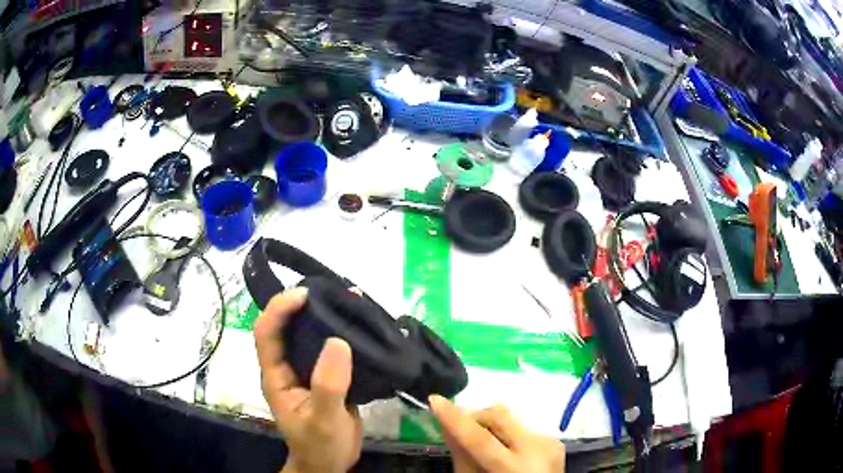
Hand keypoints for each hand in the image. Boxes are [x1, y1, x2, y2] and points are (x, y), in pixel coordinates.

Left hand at [254, 287, 362, 472]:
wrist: (331, 464)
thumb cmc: (321, 445)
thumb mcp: (323, 419)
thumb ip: (328, 384)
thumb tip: (338, 340)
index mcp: (276, 375)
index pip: (267, 332)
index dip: (279, 309)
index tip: (305, 294)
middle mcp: (287, 367)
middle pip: (287, 326)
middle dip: (304, 304)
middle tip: (334, 291)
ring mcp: (306, 371)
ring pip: (309, 335)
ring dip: (326, 315)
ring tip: (351, 301)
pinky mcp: (326, 377)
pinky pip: (330, 349)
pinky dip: (343, 333)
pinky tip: (361, 327)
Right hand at [430, 395, 564, 472]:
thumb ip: (462, 455)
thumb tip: (446, 425)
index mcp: (515, 467)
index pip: (480, 438)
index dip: (455, 418)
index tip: (435, 399)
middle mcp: (537, 448)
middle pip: (499, 415)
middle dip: (474, 415)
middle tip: (457, 424)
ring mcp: (549, 440)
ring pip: (511, 417)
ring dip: (491, 424)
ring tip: (483, 440)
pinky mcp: (554, 438)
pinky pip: (523, 427)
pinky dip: (507, 432)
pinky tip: (503, 446)